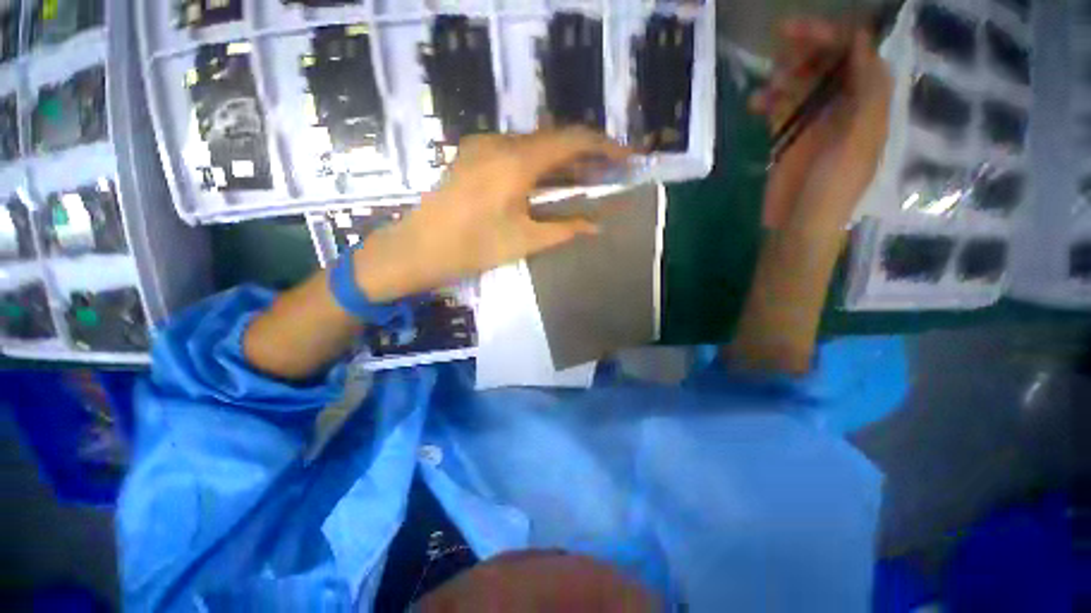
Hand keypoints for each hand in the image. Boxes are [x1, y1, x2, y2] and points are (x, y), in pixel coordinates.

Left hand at [355, 128, 630, 300]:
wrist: (418, 249)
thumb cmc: (473, 248)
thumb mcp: (525, 241)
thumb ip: (565, 228)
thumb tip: (597, 225)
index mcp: (516, 161)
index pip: (572, 140)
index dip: (604, 146)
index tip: (625, 158)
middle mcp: (500, 142)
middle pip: (554, 139)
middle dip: (585, 155)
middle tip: (607, 174)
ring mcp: (483, 146)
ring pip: (534, 145)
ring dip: (561, 161)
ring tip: (583, 179)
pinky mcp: (472, 155)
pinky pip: (515, 152)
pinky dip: (538, 164)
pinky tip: (548, 182)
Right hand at [752, 18, 892, 231]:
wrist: (799, 226)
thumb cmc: (834, 189)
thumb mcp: (861, 140)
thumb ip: (867, 91)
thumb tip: (860, 41)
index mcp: (868, 104)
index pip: (856, 55)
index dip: (834, 37)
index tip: (802, 31)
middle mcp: (843, 106)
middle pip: (827, 63)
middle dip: (806, 49)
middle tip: (779, 44)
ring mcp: (813, 121)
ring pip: (800, 82)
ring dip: (783, 76)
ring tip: (768, 87)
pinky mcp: (787, 136)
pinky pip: (778, 106)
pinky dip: (766, 100)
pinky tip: (754, 104)